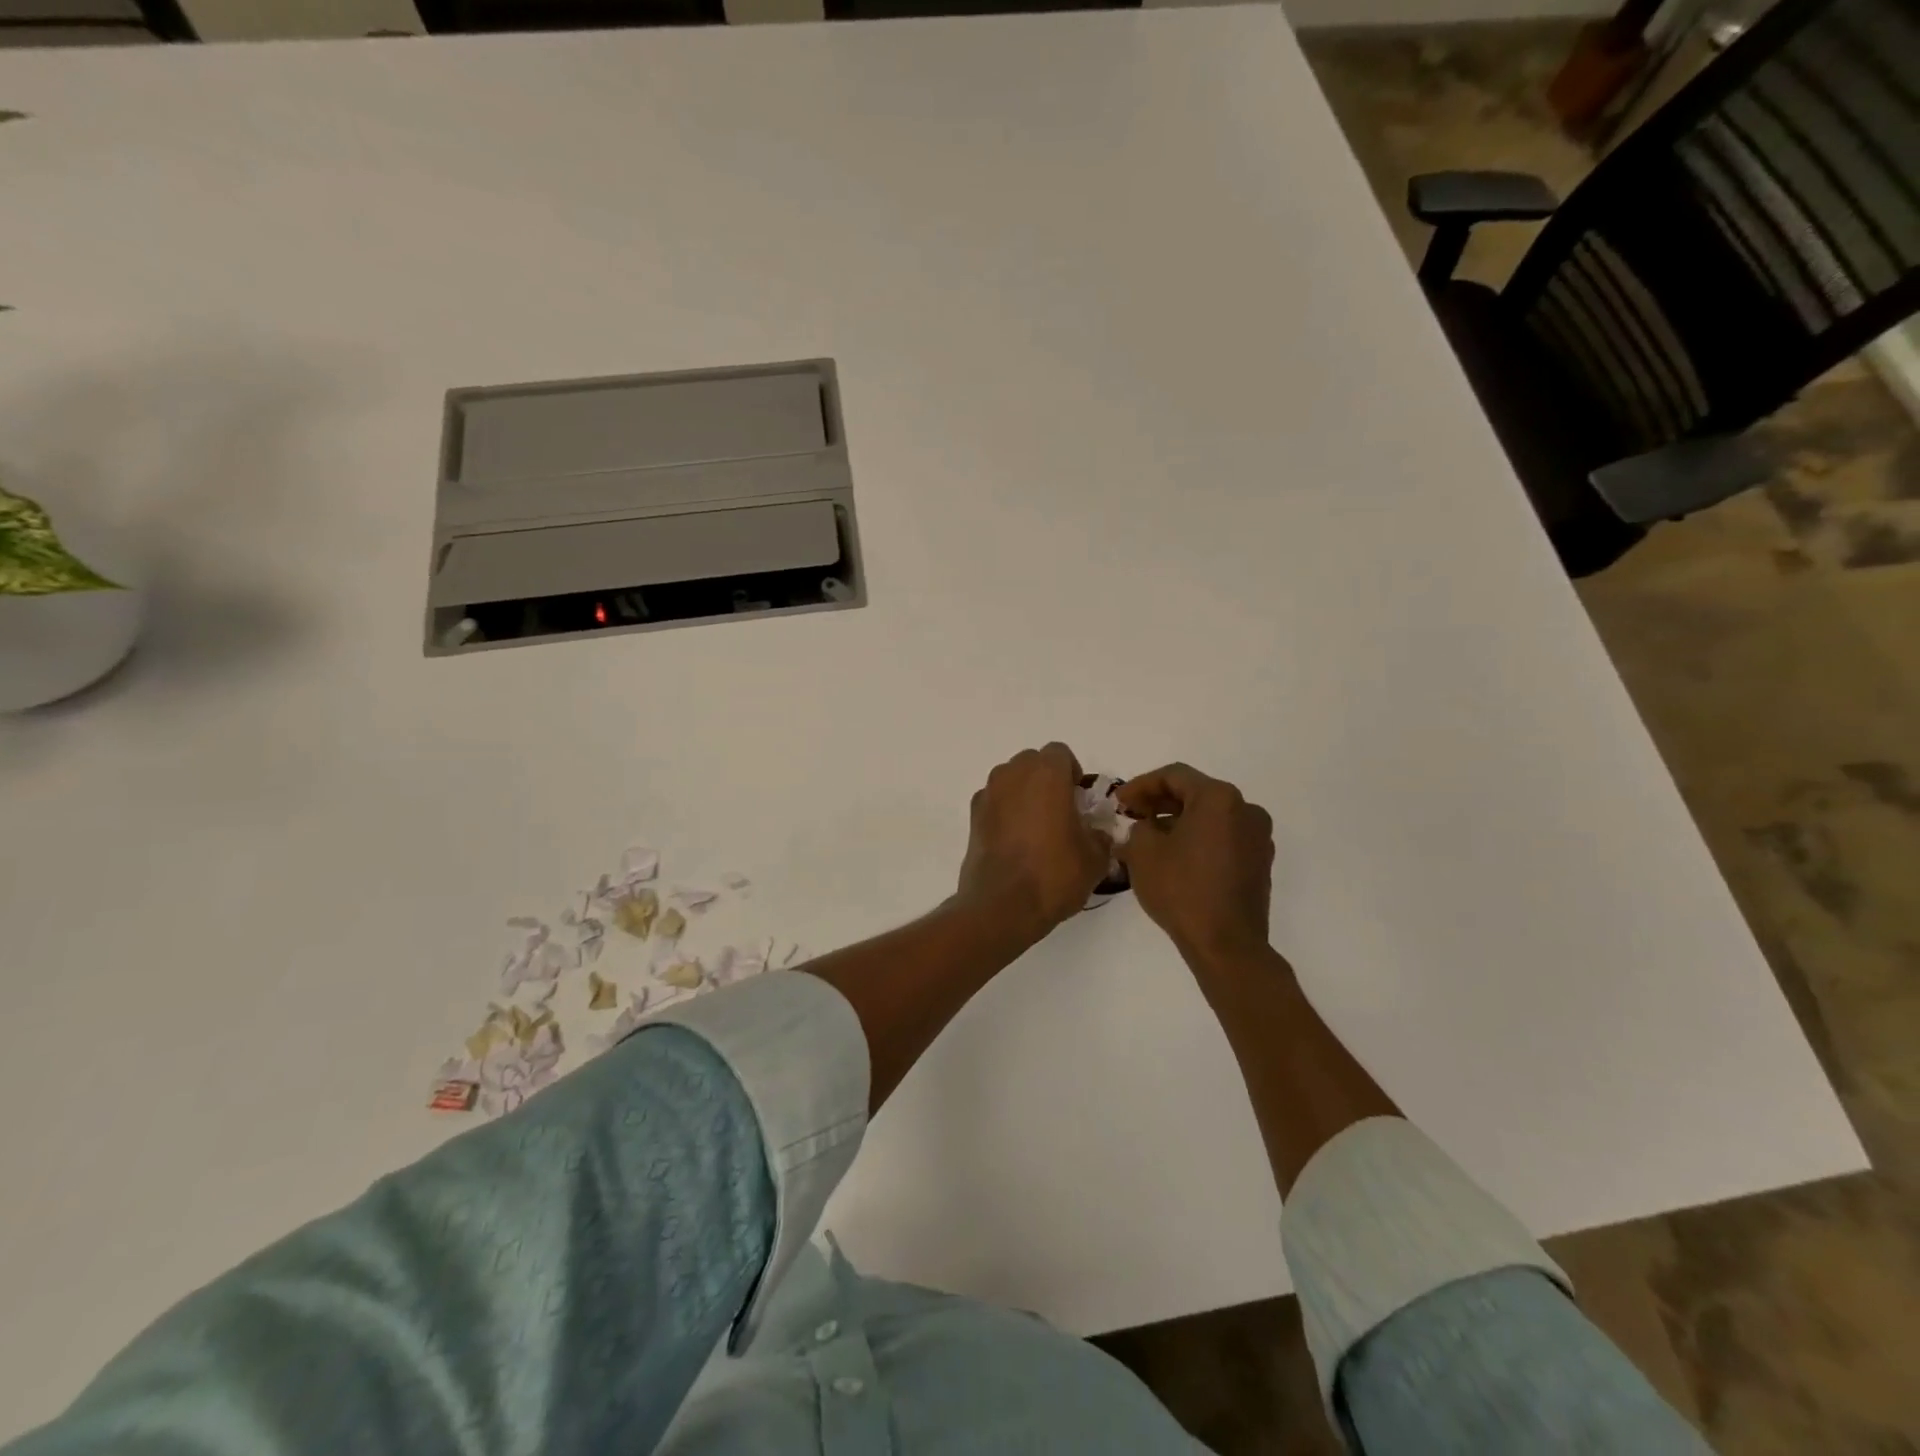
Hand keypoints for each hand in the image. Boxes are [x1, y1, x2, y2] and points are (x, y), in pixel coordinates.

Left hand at [956, 743, 1110, 941]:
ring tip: (1036, 828)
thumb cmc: (1054, 874)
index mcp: (1046, 774)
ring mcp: (988, 793)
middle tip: (1060, 812)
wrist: (1002, 905)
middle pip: (1033, 762)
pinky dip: (1005, 811)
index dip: (1072, 773)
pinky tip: (1014, 842)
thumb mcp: (1095, 858)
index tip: (1079, 801)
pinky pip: (994, 801)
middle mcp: (1013, 774)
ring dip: (1024, 793)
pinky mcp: (973, 816)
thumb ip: (1100, 835)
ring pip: (1011, 779)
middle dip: (1046, 780)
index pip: (1060, 753)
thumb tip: (1096, 832)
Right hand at [1116, 763, 1274, 970]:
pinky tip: (1175, 857)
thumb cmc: (1181, 890)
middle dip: (1160, 802)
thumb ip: (1138, 828)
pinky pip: (1223, 837)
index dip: (1141, 785)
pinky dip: (1198, 839)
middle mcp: (1246, 809)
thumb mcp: (1143, 853)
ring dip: (1178, 821)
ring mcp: (1258, 837)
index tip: (1119, 801)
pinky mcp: (1259, 862)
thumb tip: (1146, 828)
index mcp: (1219, 798)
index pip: (1174, 776)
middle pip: (1195, 793)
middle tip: (1131, 815)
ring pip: (1210, 816)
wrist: (1226, 944)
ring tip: (1149, 838)